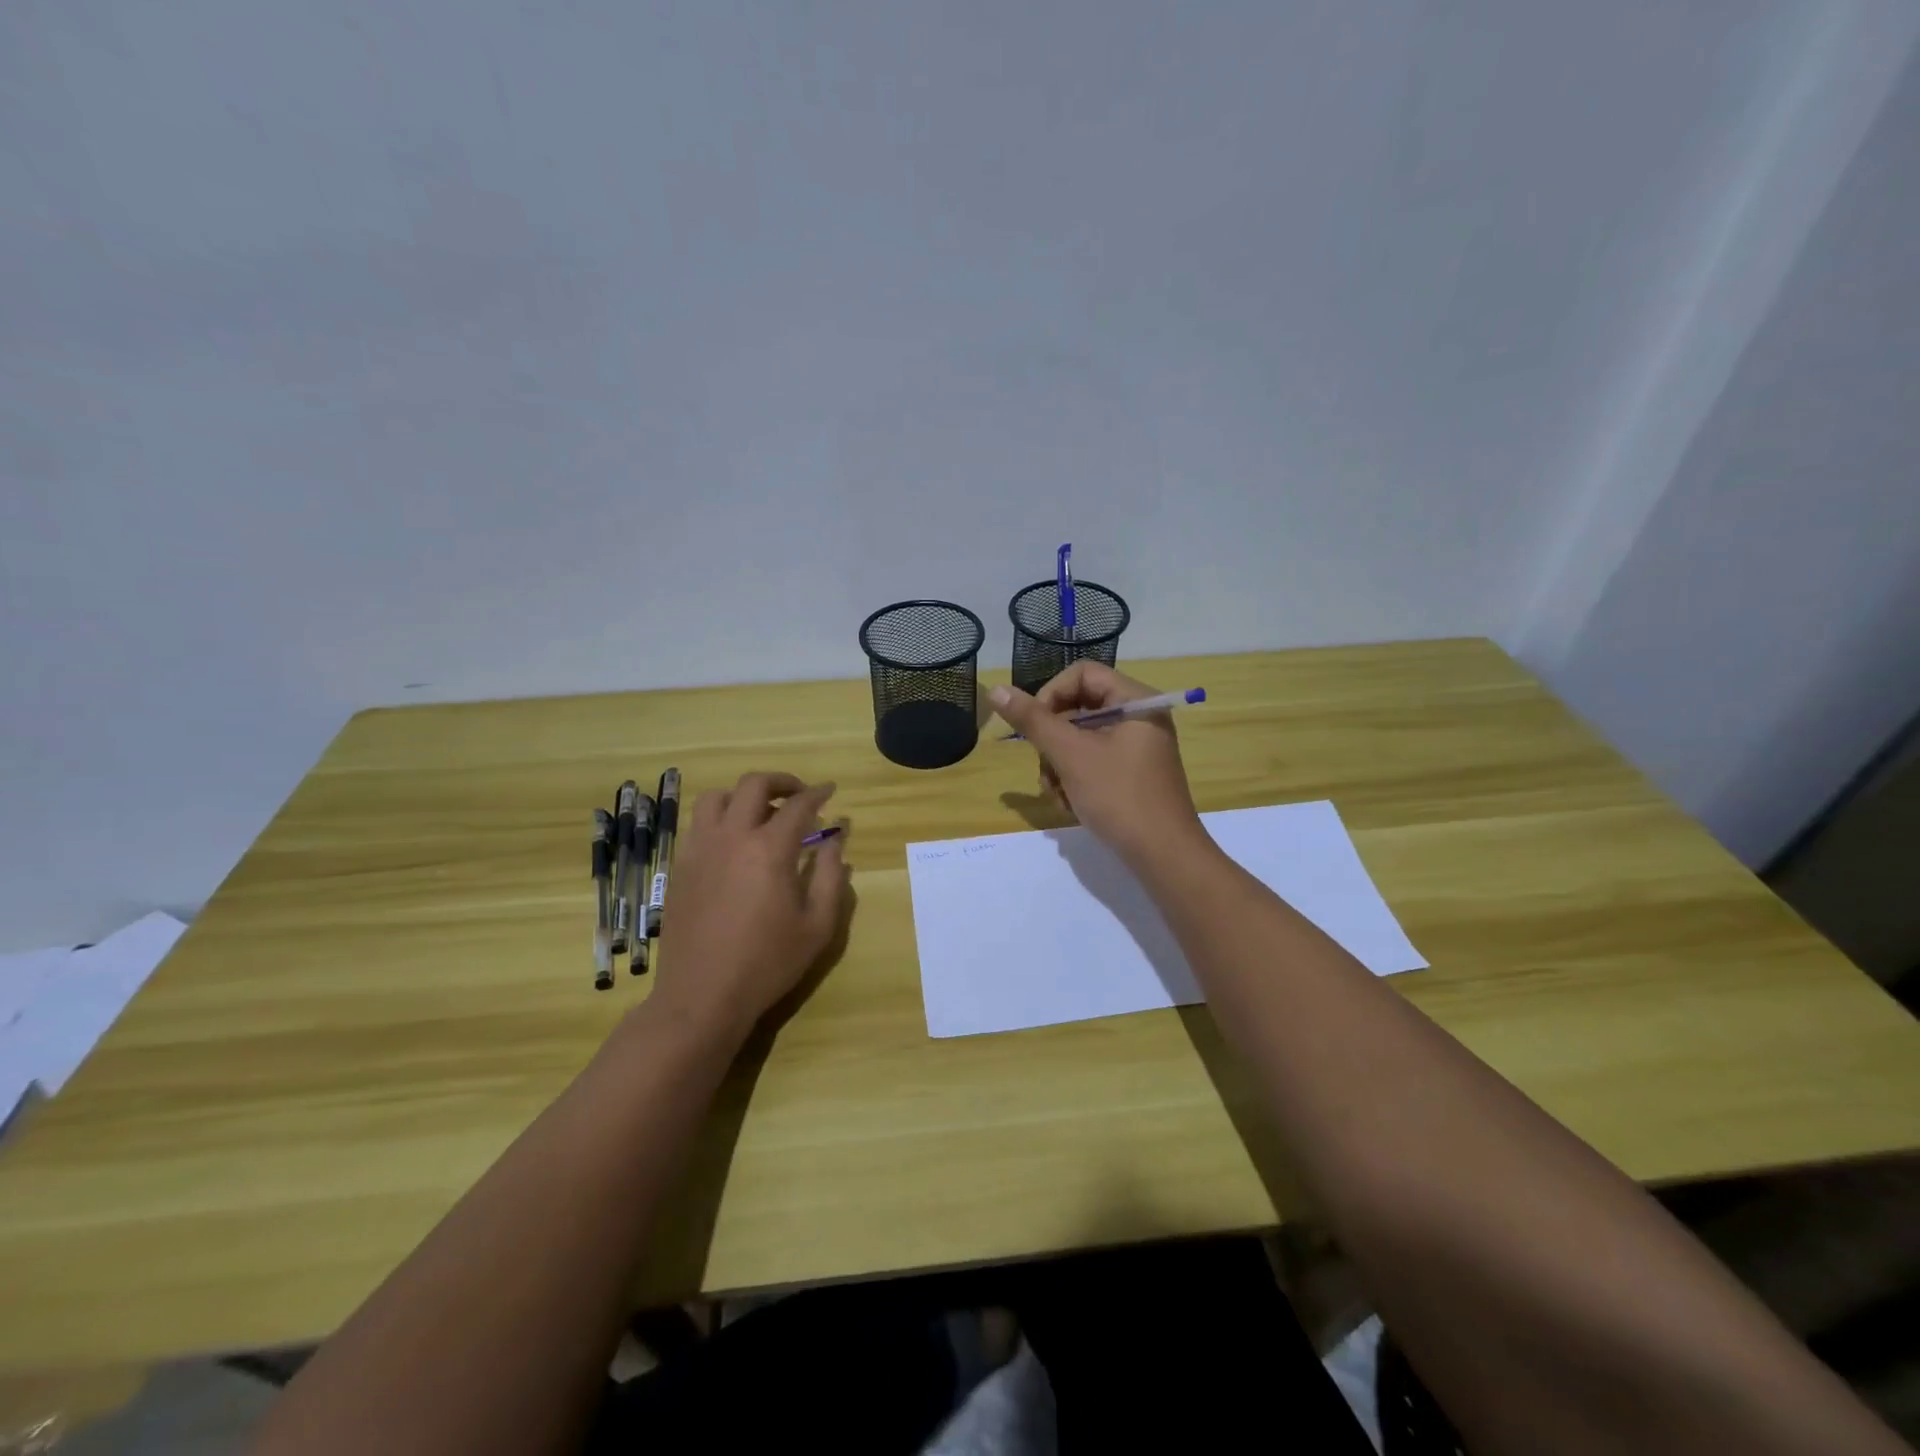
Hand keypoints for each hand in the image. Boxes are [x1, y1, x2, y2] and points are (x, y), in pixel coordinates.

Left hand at [651, 773, 848, 1045]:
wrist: (702, 995)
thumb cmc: (767, 963)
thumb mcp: (818, 925)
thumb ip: (832, 876)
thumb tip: (834, 840)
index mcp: (769, 849)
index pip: (798, 805)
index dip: (818, 793)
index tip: (830, 790)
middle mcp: (731, 837)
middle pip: (753, 785)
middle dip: (782, 782)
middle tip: (799, 795)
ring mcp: (699, 849)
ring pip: (717, 797)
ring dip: (743, 796)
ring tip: (761, 813)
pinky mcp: (680, 866)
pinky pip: (699, 824)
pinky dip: (720, 819)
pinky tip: (733, 842)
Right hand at [989, 663, 1203, 866]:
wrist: (1163, 856)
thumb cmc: (1119, 796)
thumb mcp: (1070, 755)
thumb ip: (1033, 720)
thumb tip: (995, 689)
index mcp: (1135, 701)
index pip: (1081, 674)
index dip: (1051, 695)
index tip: (1035, 727)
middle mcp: (1138, 718)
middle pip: (1077, 709)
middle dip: (1053, 742)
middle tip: (1046, 770)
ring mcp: (1135, 749)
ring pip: (1079, 740)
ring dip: (1058, 766)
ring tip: (1059, 795)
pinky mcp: (1130, 775)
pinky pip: (1092, 763)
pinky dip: (1075, 781)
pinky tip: (1071, 806)